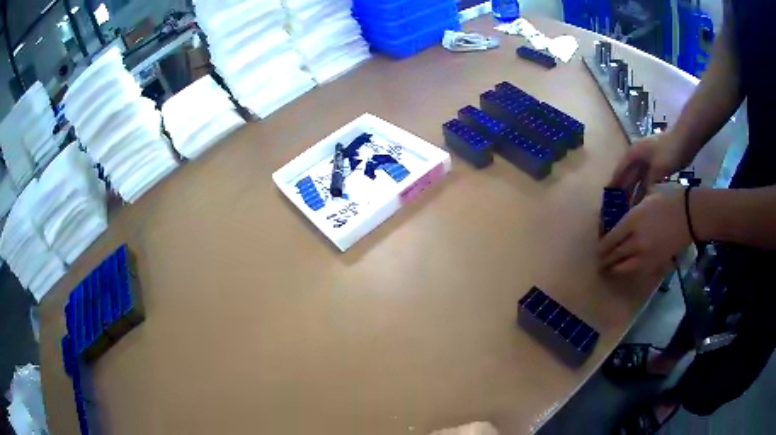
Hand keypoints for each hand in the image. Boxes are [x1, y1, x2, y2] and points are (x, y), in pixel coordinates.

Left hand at [599, 187, 690, 274]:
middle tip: (599, 261)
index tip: (597, 248)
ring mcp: (645, 255)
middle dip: (604, 259)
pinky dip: (627, 271)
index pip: (610, 239)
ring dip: (613, 268)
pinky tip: (624, 270)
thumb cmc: (667, 202)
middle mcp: (635, 240)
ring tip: (608, 269)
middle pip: (614, 254)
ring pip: (622, 267)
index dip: (601, 246)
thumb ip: (631, 214)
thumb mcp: (645, 200)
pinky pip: (636, 271)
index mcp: (631, 221)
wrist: (688, 216)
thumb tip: (618, 224)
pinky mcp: (654, 264)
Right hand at [610, 132, 686, 203]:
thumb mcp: (657, 170)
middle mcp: (637, 157)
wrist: (685, 140)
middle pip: (627, 177)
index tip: (606, 201)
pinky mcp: (656, 165)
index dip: (612, 187)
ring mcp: (647, 161)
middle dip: (622, 192)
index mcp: (633, 154)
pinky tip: (644, 202)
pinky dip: (644, 191)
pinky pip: (646, 181)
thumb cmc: (669, 151)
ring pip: (637, 180)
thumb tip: (641, 202)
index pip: (618, 173)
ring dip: (633, 193)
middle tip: (616, 210)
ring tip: (629, 210)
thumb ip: (648, 186)